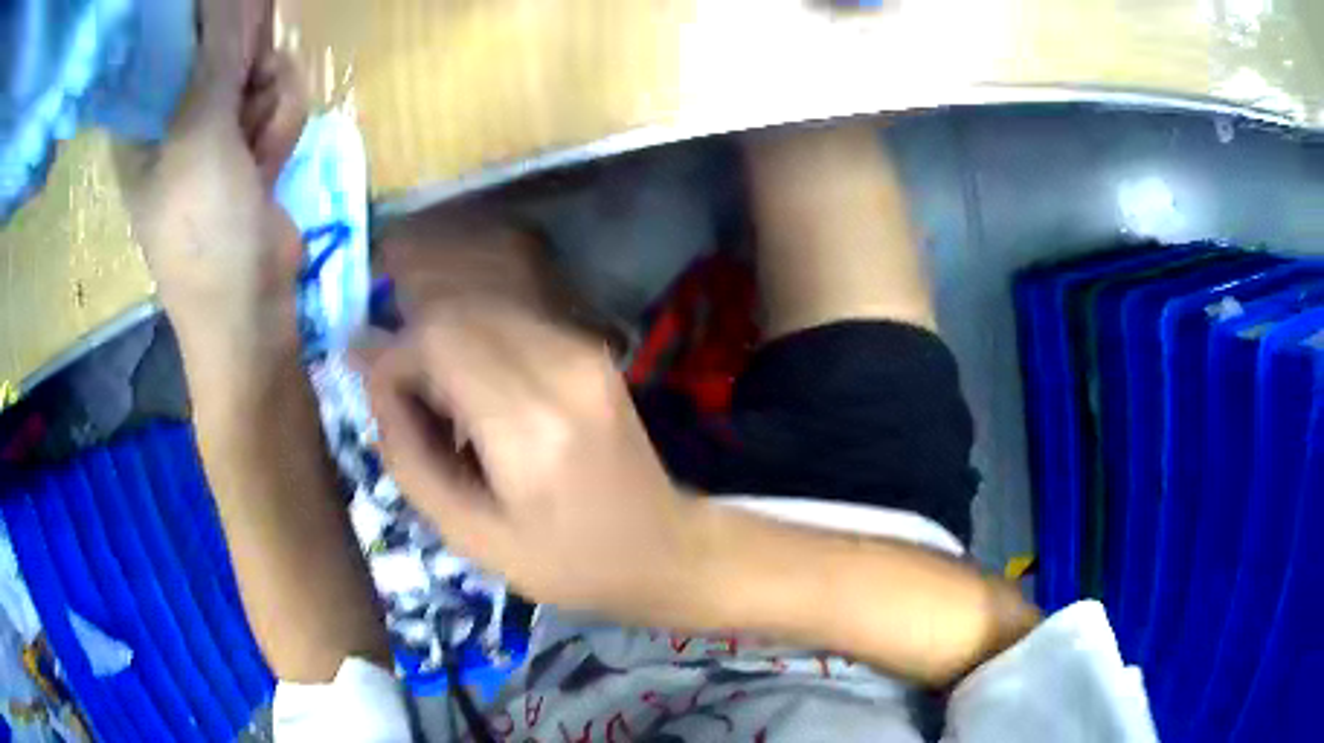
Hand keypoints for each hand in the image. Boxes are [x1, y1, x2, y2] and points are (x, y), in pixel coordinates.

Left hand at [115, 0, 307, 347]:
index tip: (235, 33)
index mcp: (143, 120)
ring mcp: (214, 130)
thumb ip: (216, 60)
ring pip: (260, 70)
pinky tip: (268, 164)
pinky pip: (277, 100)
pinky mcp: (247, 143)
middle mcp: (175, 117)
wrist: (250, 308)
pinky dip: (281, 127)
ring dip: (270, 104)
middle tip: (248, 93)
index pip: (172, 43)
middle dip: (248, 67)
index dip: (207, 26)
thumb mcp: (199, 139)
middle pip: (222, 47)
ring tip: (255, 152)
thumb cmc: (203, 234)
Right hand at [362, 301, 707, 624]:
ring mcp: (584, 351)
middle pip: (457, 313)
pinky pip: (511, 324)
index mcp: (529, 425)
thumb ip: (408, 455)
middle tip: (412, 409)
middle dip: (415, 350)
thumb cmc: (566, 563)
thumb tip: (373, 383)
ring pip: (482, 311)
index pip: (437, 339)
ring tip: (446, 411)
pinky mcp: (591, 350)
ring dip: (445, 348)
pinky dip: (477, 348)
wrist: (664, 548)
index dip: (393, 359)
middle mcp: (561, 368)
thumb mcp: (469, 535)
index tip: (382, 401)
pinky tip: (481, 400)